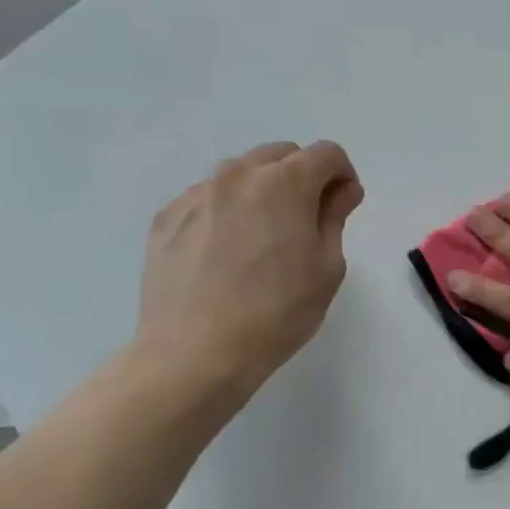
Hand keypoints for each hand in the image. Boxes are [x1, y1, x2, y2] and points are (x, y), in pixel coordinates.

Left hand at [137, 141, 363, 392]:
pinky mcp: (166, 218)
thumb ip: (335, 217)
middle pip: (282, 154)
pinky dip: (227, 210)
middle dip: (302, 177)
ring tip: (263, 237)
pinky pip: (208, 197)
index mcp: (284, 183)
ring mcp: (196, 195)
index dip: (342, 175)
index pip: (326, 153)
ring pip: (241, 173)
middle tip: (306, 221)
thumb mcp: (327, 267)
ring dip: (263, 190)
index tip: (342, 206)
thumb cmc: (277, 313)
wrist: (194, 354)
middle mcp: (237, 176)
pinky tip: (227, 252)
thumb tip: (341, 190)